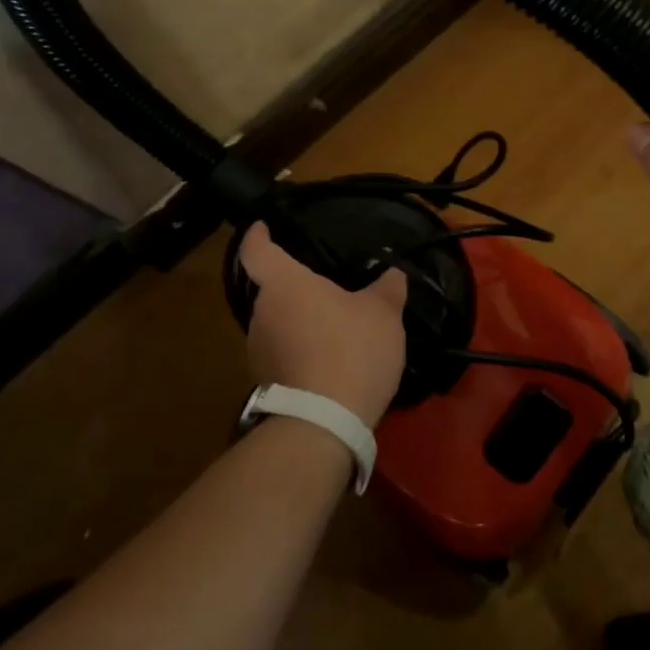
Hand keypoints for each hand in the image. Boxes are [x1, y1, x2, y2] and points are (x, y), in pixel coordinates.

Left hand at [239, 223, 409, 427]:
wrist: (325, 422)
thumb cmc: (352, 349)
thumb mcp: (383, 313)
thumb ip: (387, 288)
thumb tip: (392, 273)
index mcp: (284, 284)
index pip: (256, 250)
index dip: (257, 235)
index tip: (262, 227)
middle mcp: (262, 313)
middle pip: (271, 289)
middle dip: (294, 288)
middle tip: (324, 288)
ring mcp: (258, 350)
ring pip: (276, 323)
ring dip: (298, 322)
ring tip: (331, 327)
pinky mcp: (265, 382)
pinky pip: (282, 353)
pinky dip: (300, 350)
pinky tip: (328, 359)